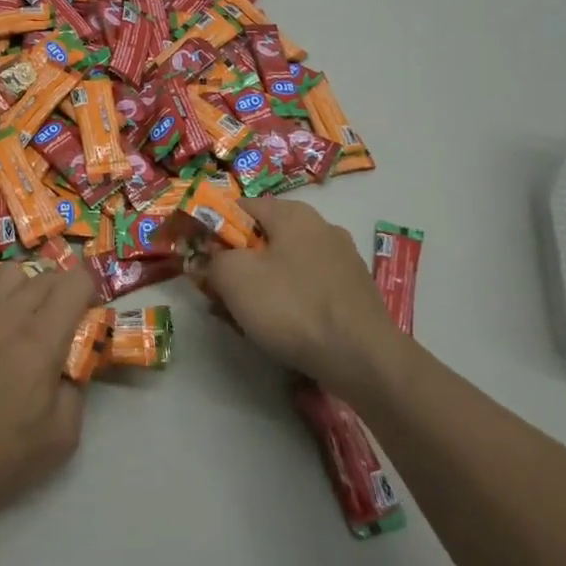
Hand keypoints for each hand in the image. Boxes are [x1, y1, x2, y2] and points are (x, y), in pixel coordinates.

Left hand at [0, 264, 96, 535]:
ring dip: (24, 288)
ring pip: (9, 273)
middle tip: (59, 325)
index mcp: (40, 341)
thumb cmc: (0, 459)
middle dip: (62, 292)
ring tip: (21, 318)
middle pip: (46, 275)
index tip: (89, 314)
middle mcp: (7, 315)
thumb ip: (77, 388)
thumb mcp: (62, 436)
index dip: (90, 291)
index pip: (75, 282)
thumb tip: (72, 362)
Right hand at [194, 197, 401, 393]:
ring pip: (288, 264)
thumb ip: (213, 259)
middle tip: (222, 294)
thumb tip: (209, 259)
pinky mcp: (355, 291)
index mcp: (293, 213)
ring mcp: (344, 259)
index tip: (203, 259)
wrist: (363, 358)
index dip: (216, 229)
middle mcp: (322, 226)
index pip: (241, 207)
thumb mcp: (234, 277)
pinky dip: (293, 302)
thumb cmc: (292, 307)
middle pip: (265, 237)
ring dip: (264, 285)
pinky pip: (310, 287)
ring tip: (250, 319)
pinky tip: (287, 330)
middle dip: (240, 263)